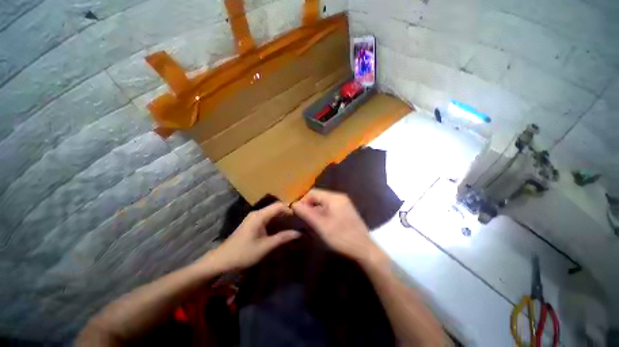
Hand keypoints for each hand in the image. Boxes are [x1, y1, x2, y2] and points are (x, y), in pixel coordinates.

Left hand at [197, 202, 300, 273]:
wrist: (221, 261)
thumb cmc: (244, 253)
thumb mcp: (266, 247)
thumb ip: (283, 238)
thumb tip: (300, 233)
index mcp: (260, 215)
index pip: (279, 206)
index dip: (290, 210)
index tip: (299, 219)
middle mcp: (257, 213)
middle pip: (276, 208)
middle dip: (287, 214)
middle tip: (298, 223)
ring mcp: (254, 218)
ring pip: (272, 213)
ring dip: (282, 218)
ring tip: (292, 226)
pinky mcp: (253, 223)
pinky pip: (268, 218)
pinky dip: (276, 222)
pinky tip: (281, 230)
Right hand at [292, 189, 379, 261]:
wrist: (364, 249)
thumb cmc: (341, 237)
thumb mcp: (321, 225)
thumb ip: (306, 213)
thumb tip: (293, 203)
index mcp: (334, 197)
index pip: (313, 192)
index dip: (302, 199)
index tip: (293, 209)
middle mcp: (339, 197)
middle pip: (318, 197)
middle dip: (307, 205)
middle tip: (299, 216)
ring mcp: (343, 204)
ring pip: (323, 203)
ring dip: (314, 209)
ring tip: (306, 219)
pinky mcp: (345, 211)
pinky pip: (329, 208)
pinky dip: (321, 213)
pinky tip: (317, 222)